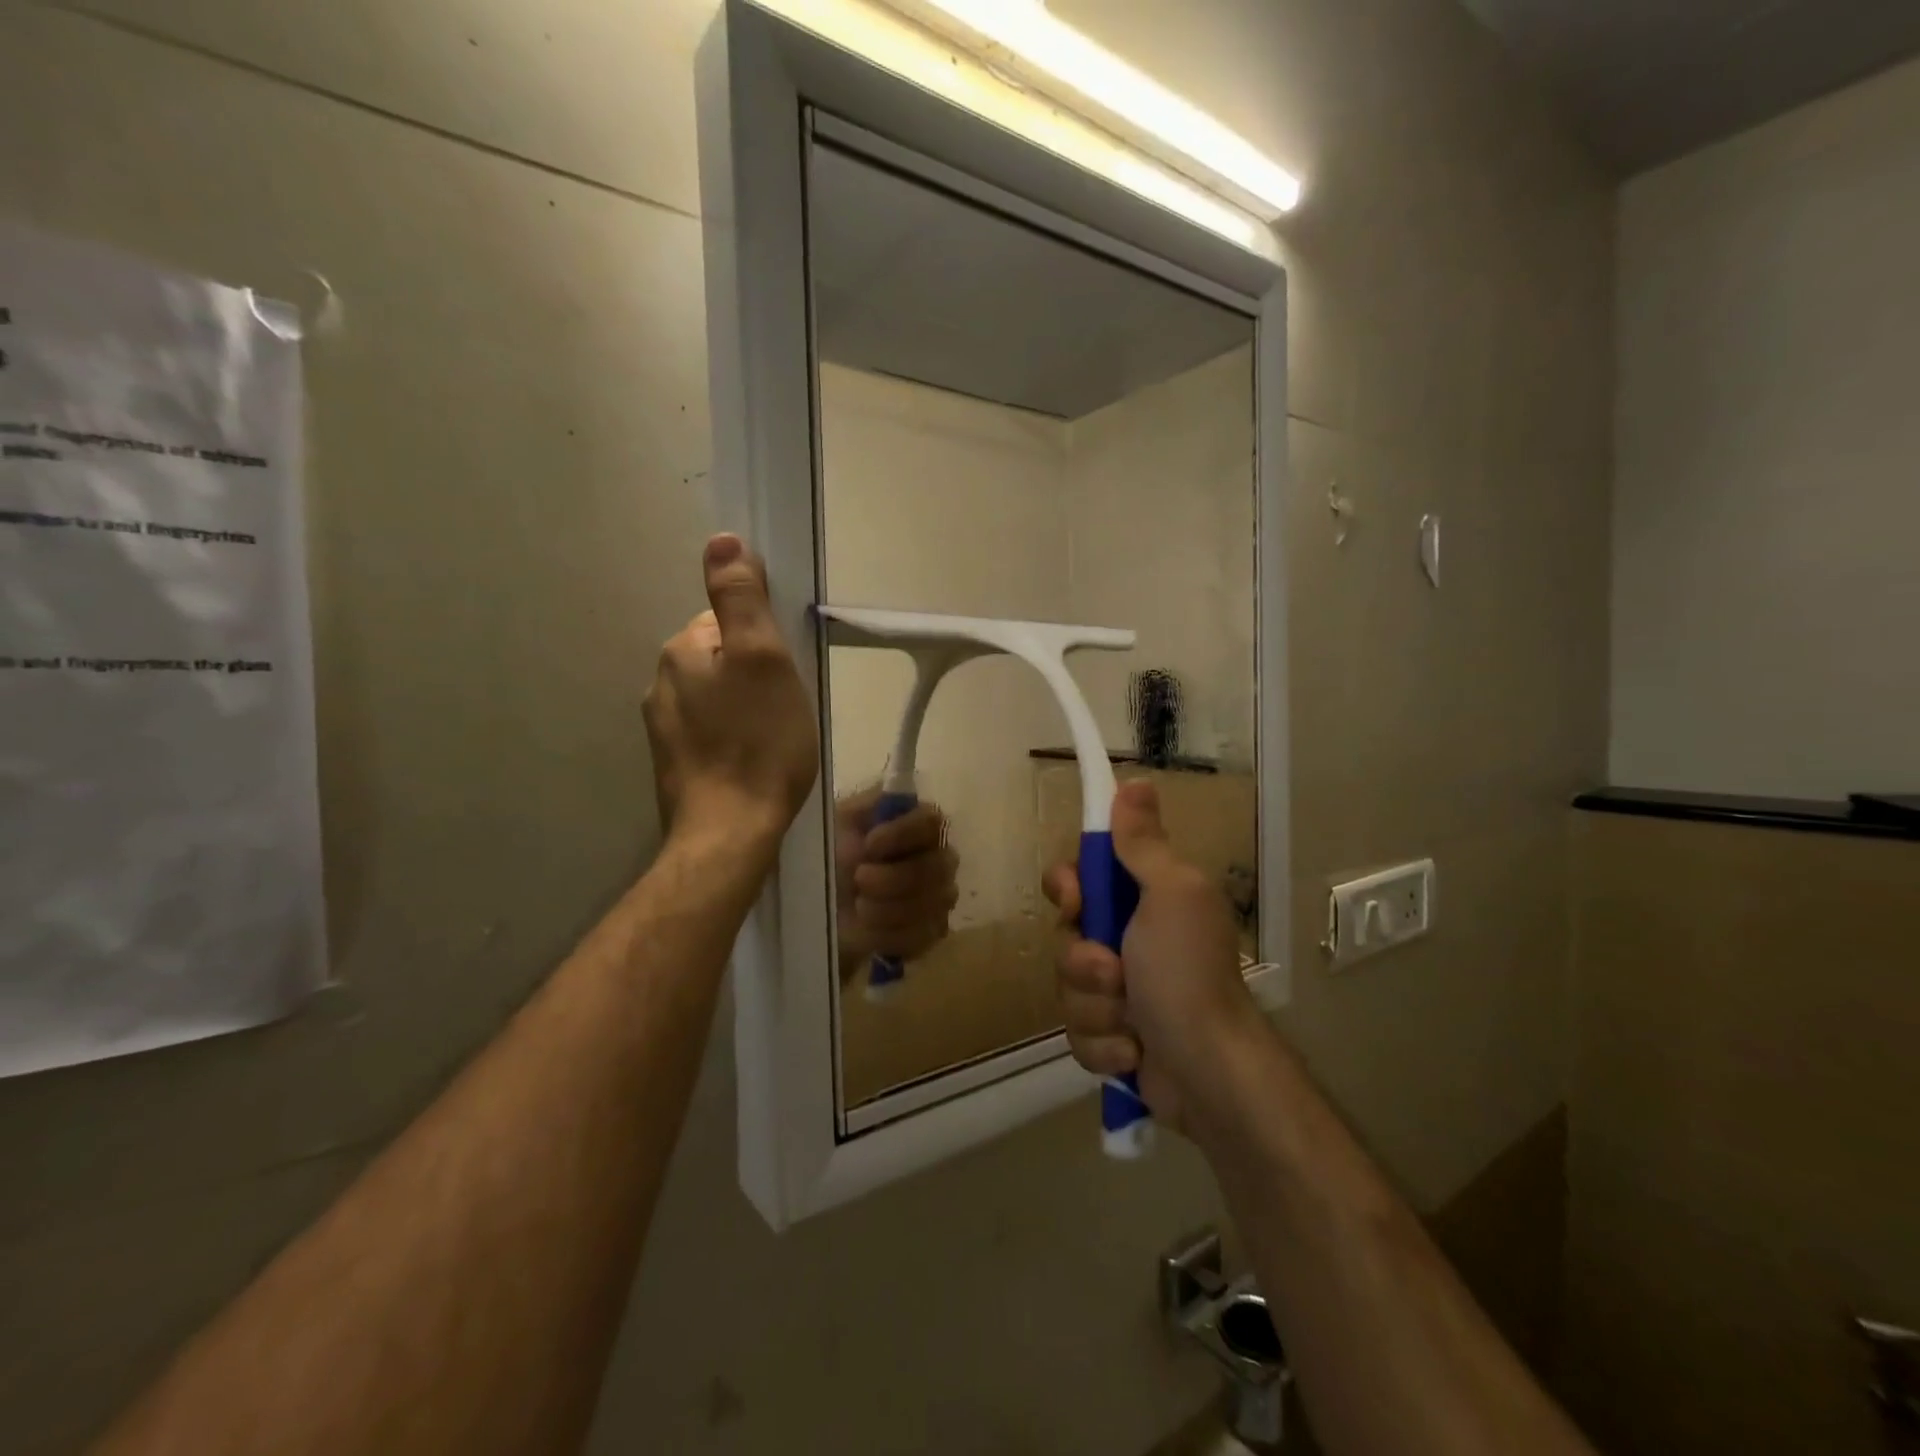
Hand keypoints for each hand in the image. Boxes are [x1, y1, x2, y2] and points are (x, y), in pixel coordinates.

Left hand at [643, 535, 818, 845]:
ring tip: (774, 739)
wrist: (731, 831)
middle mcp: (661, 682)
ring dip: (744, 708)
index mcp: (681, 650)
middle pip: (720, 659)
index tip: (787, 673)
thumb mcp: (764, 658)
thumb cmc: (758, 742)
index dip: (764, 642)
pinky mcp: (674, 764)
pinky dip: (732, 738)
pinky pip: (710, 732)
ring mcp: (662, 728)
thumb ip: (741, 597)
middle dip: (753, 675)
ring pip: (715, 698)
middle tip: (786, 708)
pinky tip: (753, 761)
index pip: (726, 621)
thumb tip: (722, 539)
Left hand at [834, 790, 958, 980]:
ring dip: (888, 908)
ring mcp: (939, 895)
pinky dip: (891, 934)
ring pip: (933, 902)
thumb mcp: (839, 822)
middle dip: (893, 878)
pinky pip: (925, 934)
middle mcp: (937, 855)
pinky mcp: (931, 931)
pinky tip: (869, 929)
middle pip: (938, 866)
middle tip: (859, 881)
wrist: (820, 910)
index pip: (931, 820)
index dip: (902, 834)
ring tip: (858, 907)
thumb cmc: (831, 857)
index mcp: (916, 824)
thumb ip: (866, 803)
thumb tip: (878, 779)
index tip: (868, 844)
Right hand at [1042, 780, 1260, 1132]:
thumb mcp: (1170, 895)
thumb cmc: (1188, 973)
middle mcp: (1128, 940)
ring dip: (1097, 1008)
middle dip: (1085, 962)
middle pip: (1066, 935)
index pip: (1080, 876)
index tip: (1077, 901)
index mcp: (1143, 900)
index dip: (1069, 888)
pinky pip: (1077, 1033)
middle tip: (1116, 972)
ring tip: (1133, 1023)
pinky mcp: (1111, 1037)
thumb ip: (1144, 844)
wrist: (1209, 1074)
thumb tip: (1137, 782)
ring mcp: (1118, 992)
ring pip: (1067, 988)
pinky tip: (1134, 1052)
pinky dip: (1104, 1045)